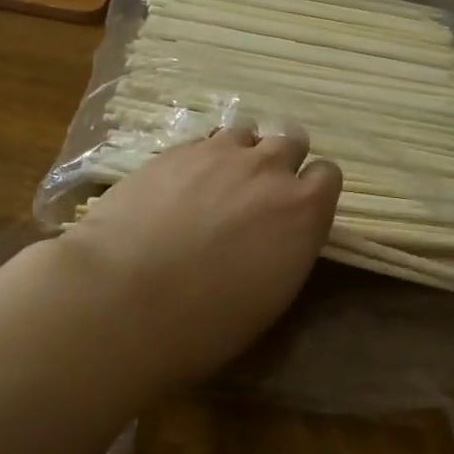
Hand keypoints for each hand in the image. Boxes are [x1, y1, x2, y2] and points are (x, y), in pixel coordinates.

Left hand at [59, 125, 341, 384]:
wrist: (125, 298)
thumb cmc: (207, 321)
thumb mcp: (270, 294)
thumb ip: (287, 246)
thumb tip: (278, 233)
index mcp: (303, 209)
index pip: (328, 175)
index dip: (313, 190)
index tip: (297, 210)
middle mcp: (268, 168)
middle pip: (292, 140)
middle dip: (281, 161)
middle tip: (258, 192)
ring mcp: (219, 152)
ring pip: (246, 132)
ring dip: (240, 152)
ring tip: (218, 182)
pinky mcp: (176, 150)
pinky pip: (203, 140)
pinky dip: (201, 158)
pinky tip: (181, 185)